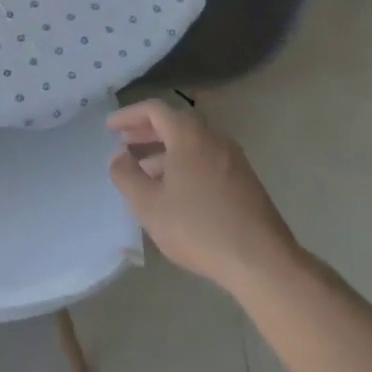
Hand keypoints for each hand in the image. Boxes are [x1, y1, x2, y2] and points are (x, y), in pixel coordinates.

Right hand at [108, 99, 300, 298]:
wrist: (262, 262)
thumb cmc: (198, 227)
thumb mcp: (148, 204)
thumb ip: (126, 176)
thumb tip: (119, 157)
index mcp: (189, 135)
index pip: (154, 110)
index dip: (128, 116)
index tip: (110, 128)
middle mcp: (213, 138)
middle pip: (175, 125)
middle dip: (146, 134)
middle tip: (124, 145)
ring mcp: (234, 160)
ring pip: (192, 146)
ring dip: (165, 153)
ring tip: (145, 174)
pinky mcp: (246, 182)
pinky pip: (207, 162)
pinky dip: (185, 166)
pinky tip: (175, 194)